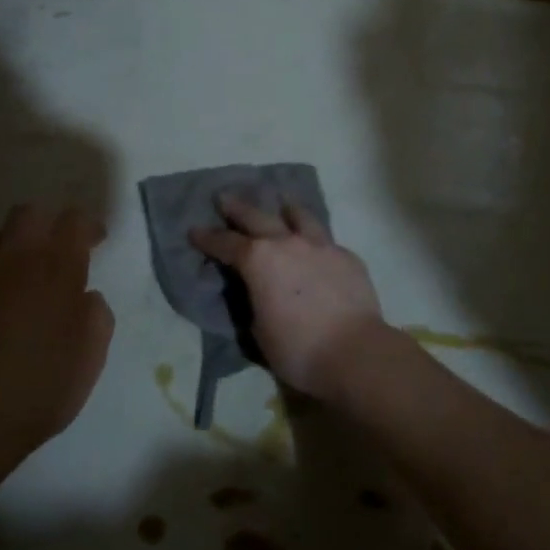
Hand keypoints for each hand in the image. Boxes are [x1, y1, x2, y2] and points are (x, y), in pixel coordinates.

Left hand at [0, 205, 114, 454]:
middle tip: (56, 251)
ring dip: (8, 244)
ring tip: (17, 272)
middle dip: (46, 224)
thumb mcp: (89, 360)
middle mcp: (14, 260)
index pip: (73, 221)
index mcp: (56, 269)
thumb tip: (86, 297)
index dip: (88, 226)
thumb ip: (96, 318)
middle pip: (27, 214)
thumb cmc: (36, 390)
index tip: (96, 241)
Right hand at [189, 194, 387, 399]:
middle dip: (238, 208)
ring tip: (282, 206)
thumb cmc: (297, 349)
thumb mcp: (258, 329)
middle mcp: (288, 242)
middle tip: (225, 198)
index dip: (208, 238)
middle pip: (258, 217)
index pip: (226, 243)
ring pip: (300, 216)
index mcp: (259, 260)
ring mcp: (321, 245)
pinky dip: (313, 239)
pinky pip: (325, 239)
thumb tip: (257, 291)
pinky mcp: (347, 257)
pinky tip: (315, 247)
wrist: (355, 352)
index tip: (194, 231)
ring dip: (286, 210)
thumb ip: (253, 301)